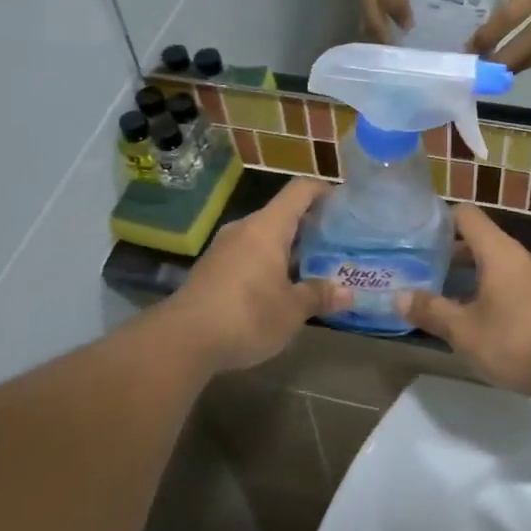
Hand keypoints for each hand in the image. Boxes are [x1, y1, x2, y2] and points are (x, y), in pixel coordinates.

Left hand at [167, 179, 349, 372]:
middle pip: (282, 214)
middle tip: (336, 247)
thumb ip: (319, 295)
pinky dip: (268, 264)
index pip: (300, 190)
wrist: (182, 340)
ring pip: (264, 237)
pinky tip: (279, 290)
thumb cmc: (246, 315)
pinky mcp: (211, 269)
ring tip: (313, 270)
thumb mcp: (292, 310)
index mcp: (267, 227)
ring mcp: (224, 248)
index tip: (345, 206)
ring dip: (288, 249)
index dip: (324, 191)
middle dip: (310, 228)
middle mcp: (244, 228)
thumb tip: (347, 293)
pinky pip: (248, 255)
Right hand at [398, 205, 530, 395]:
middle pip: (481, 242)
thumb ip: (431, 311)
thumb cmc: (517, 341)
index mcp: (499, 251)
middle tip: (422, 274)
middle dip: (450, 256)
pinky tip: (481, 324)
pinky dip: (494, 296)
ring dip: (472, 279)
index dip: (440, 221)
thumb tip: (399, 297)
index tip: (417, 238)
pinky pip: (515, 287)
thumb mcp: (464, 331)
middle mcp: (521, 257)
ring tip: (447, 302)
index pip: (466, 215)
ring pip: (499, 267)